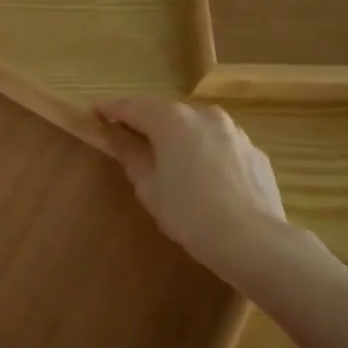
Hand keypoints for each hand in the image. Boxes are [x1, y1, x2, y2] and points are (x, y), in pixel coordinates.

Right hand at [96, 96, 289, 284]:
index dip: (109, 109)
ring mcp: (234, 131)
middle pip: (165, 113)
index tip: (93, 112)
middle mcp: (204, 115)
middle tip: (127, 139)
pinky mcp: (254, 151)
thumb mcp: (149, 187)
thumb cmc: (190, 214)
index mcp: (172, 120)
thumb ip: (130, 154)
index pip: (132, 106)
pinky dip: (205, 152)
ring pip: (196, 127)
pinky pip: (220, 145)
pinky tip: (204, 179)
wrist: (254, 242)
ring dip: (178, 137)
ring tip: (168, 161)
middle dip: (145, 123)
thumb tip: (115, 133)